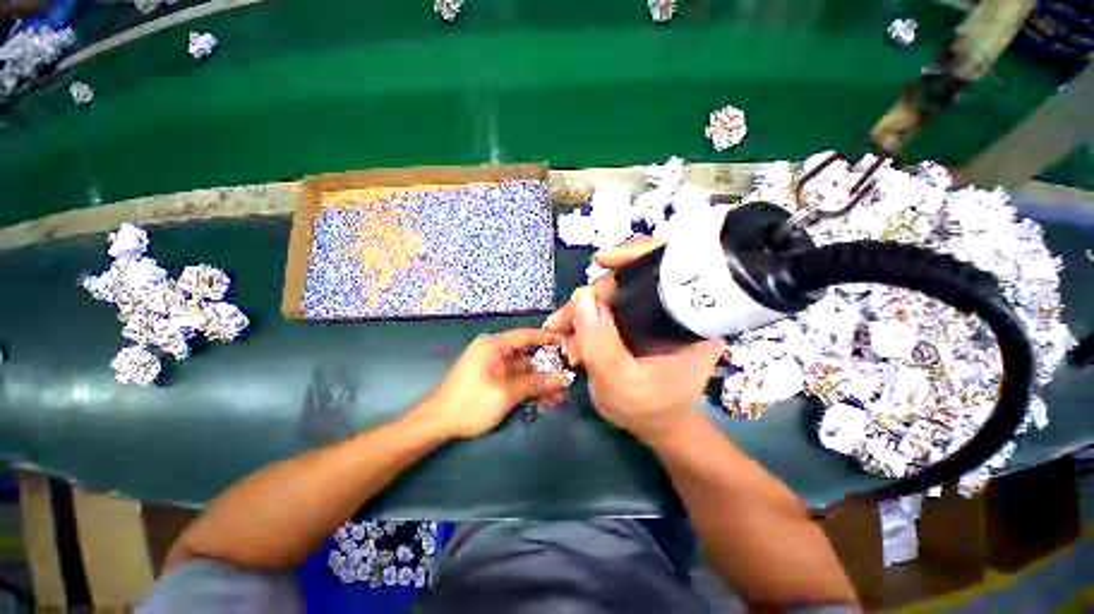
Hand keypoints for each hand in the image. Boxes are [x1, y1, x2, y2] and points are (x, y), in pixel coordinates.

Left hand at [416, 328, 570, 439]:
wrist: (438, 423)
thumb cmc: (470, 403)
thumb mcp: (506, 393)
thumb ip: (534, 384)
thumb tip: (561, 380)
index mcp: (493, 346)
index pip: (525, 336)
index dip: (547, 339)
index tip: (566, 343)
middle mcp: (494, 352)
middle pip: (527, 355)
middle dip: (547, 368)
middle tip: (567, 376)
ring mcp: (494, 367)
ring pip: (524, 370)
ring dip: (540, 382)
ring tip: (560, 395)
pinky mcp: (493, 380)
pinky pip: (516, 380)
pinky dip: (529, 388)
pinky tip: (546, 399)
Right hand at [545, 238, 723, 443]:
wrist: (656, 425)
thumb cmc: (646, 410)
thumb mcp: (619, 383)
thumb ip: (599, 343)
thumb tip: (581, 296)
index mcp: (691, 322)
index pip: (672, 267)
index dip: (637, 254)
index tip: (602, 261)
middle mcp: (680, 309)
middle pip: (635, 278)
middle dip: (594, 294)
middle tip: (564, 321)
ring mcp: (660, 313)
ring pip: (620, 291)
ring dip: (586, 307)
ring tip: (564, 330)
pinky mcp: (644, 318)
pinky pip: (614, 303)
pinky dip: (590, 313)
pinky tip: (575, 328)